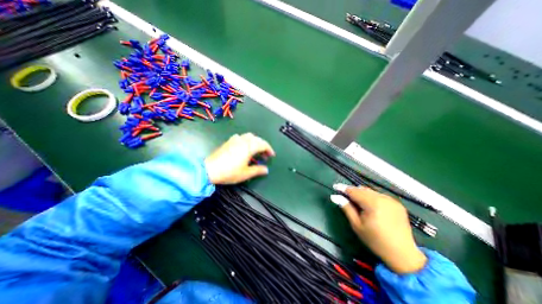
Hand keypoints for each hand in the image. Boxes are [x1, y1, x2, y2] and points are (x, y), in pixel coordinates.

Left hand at [204, 133, 275, 184]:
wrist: (210, 170)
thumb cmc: (229, 172)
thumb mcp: (246, 173)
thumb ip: (258, 170)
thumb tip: (266, 170)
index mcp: (249, 147)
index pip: (263, 144)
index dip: (269, 150)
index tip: (271, 156)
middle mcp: (243, 140)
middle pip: (257, 139)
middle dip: (263, 146)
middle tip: (265, 155)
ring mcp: (235, 139)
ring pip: (249, 136)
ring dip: (255, 142)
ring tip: (256, 151)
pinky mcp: (229, 141)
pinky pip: (241, 137)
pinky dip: (247, 141)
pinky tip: (244, 148)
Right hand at [331, 184, 427, 274]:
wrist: (403, 254)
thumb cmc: (375, 240)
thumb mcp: (357, 225)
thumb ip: (346, 208)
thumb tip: (335, 196)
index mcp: (373, 204)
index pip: (354, 191)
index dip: (344, 188)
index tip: (335, 187)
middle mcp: (383, 198)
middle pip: (362, 189)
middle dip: (353, 191)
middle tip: (345, 196)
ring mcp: (391, 200)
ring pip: (371, 191)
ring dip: (362, 193)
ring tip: (357, 201)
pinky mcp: (397, 203)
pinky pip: (379, 195)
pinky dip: (371, 197)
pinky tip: (370, 205)